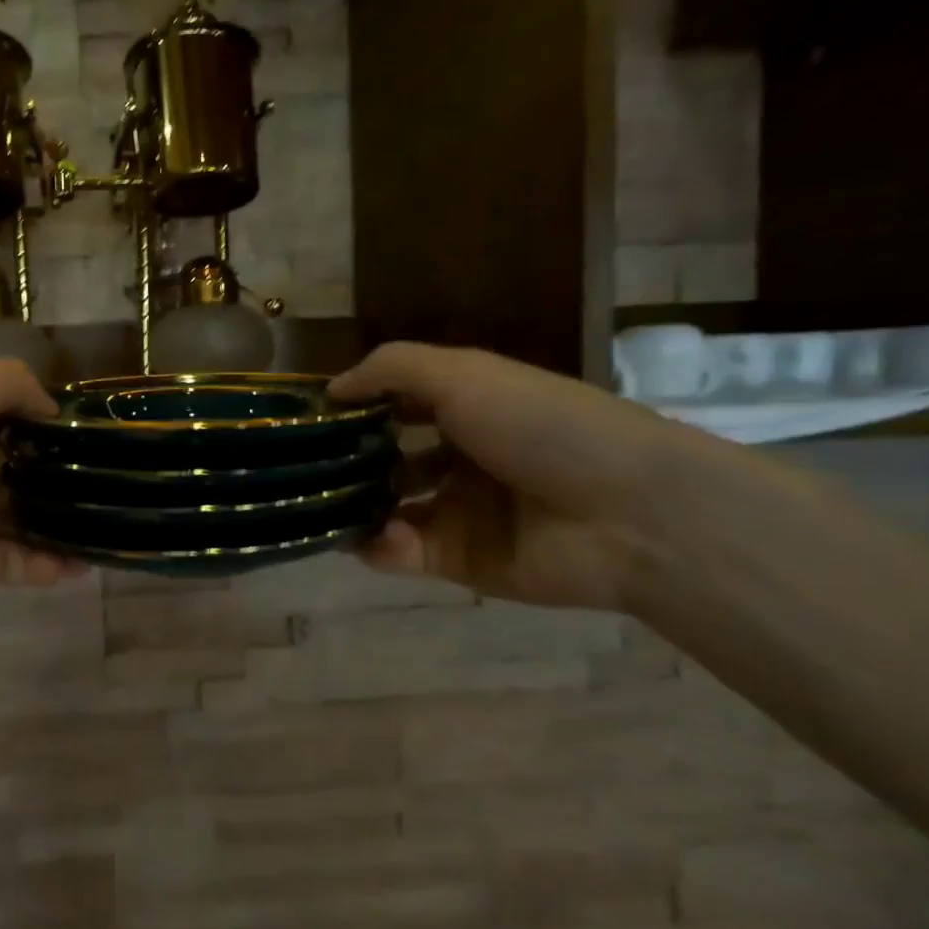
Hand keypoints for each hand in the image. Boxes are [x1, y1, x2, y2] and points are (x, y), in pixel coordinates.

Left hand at [0, 360, 82, 644]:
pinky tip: (77, 566)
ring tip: (105, 528)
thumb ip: (12, 384)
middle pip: (11, 466)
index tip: (89, 431)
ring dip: (57, 522)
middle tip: (107, 483)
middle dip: (56, 474)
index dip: (42, 418)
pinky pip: (7, 563)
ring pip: (15, 517)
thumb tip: (51, 410)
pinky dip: (42, 564)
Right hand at [328, 342, 693, 610]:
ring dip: (352, 505)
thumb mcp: (464, 374)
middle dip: (345, 461)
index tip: (309, 415)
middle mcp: (457, 459)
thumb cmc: (541, 426)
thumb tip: (331, 388)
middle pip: (385, 459)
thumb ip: (392, 368)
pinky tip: (372, 536)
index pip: (395, 405)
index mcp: (467, 409)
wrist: (626, 513)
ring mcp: (456, 512)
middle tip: (302, 466)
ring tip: (322, 504)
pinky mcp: (457, 561)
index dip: (354, 406)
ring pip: (384, 508)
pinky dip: (378, 545)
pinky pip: (400, 551)